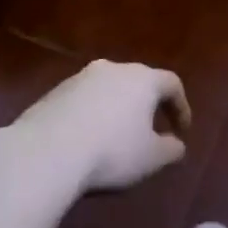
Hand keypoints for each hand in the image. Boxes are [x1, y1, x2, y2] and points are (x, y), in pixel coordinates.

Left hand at [6, 60, 189, 192]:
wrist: (45, 152)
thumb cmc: (111, 152)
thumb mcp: (151, 159)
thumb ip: (171, 149)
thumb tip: (176, 144)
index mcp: (143, 79)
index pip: (172, 84)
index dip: (181, 107)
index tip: (182, 131)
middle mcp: (113, 69)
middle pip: (139, 81)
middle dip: (148, 105)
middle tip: (151, 130)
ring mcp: (80, 78)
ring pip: (108, 89)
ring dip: (117, 109)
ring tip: (116, 137)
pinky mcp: (53, 92)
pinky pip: (83, 101)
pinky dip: (92, 115)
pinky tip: (86, 140)